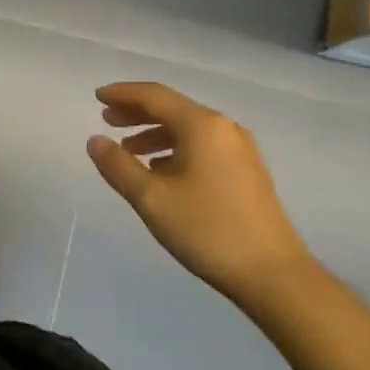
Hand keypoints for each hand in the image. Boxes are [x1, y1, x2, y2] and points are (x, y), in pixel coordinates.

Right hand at [86, 82, 312, 307]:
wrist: (274, 275)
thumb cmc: (208, 230)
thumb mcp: (151, 198)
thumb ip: (118, 166)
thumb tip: (95, 140)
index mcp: (202, 126)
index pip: (154, 96)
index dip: (123, 94)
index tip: (97, 97)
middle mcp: (224, 129)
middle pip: (173, 108)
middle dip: (137, 112)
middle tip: (107, 119)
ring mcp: (240, 150)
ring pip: (188, 129)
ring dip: (155, 133)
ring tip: (128, 149)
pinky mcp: (247, 172)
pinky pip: (202, 146)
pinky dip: (175, 149)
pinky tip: (160, 170)